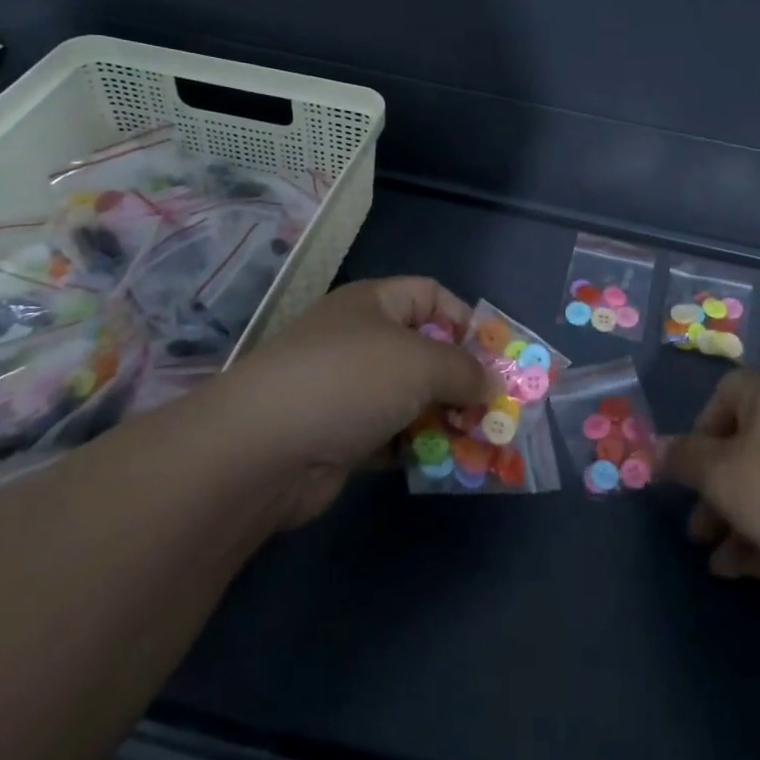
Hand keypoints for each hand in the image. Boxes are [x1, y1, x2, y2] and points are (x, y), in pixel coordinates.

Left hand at [210, 277, 495, 525]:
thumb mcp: (421, 363)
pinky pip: (393, 435)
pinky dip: (418, 446)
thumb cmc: (350, 380)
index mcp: (374, 303)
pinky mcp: (341, 435)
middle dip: (463, 379)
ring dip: (446, 418)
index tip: (496, 357)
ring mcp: (348, 389)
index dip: (467, 322)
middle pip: (426, 351)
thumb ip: (466, 371)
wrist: (263, 449)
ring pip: (412, 397)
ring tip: (481, 442)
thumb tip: (493, 385)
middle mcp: (361, 340)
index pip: (432, 296)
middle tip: (497, 409)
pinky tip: (445, 463)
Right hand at [660, 370, 759, 579]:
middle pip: (744, 446)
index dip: (699, 431)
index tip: (688, 471)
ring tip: (719, 564)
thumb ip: (682, 459)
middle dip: (714, 491)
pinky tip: (750, 572)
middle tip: (697, 531)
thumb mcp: (719, 474)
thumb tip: (655, 447)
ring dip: (737, 520)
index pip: (723, 395)